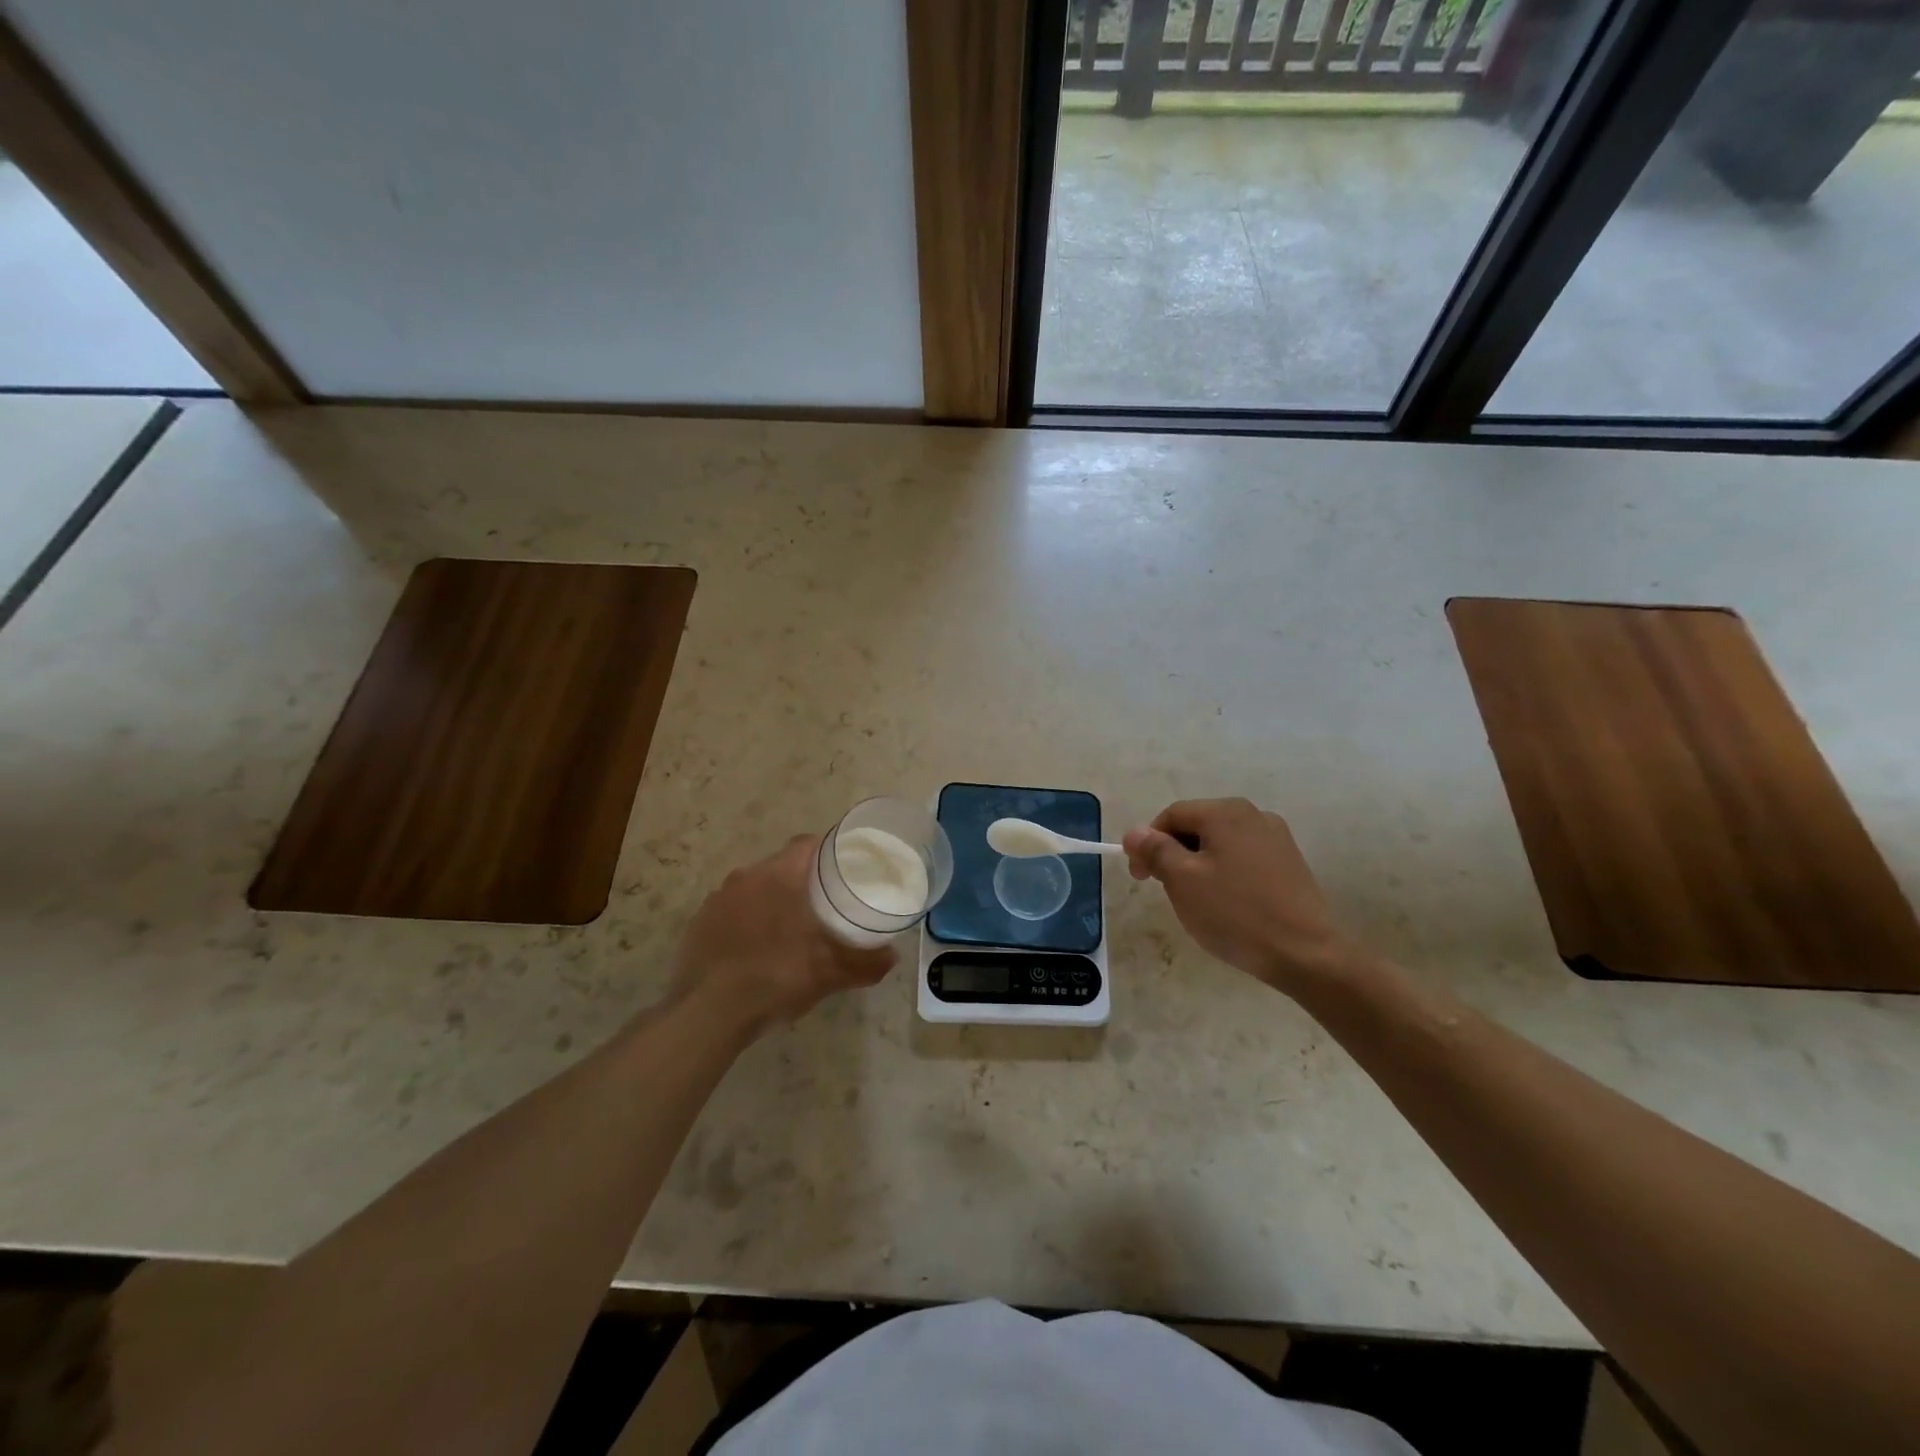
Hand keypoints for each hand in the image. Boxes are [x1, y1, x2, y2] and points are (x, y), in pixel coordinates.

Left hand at [668, 835, 896, 1039]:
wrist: (709, 1013)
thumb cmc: (776, 978)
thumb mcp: (830, 973)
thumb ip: (866, 962)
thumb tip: (893, 957)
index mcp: (779, 876)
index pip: (806, 844)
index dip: (826, 851)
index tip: (842, 869)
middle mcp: (746, 877)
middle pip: (781, 865)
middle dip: (801, 880)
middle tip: (822, 904)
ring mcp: (717, 899)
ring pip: (754, 887)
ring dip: (771, 900)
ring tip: (788, 927)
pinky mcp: (699, 923)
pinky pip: (730, 910)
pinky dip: (745, 920)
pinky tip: (754, 948)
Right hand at [1123, 798, 1360, 992]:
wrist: (1306, 954)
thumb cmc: (1236, 913)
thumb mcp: (1183, 881)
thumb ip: (1156, 850)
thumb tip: (1135, 832)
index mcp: (1225, 812)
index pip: (1171, 816)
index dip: (1148, 843)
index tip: (1140, 878)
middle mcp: (1253, 815)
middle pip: (1197, 826)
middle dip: (1174, 854)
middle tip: (1165, 891)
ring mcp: (1276, 838)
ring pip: (1220, 843)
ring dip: (1199, 865)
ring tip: (1197, 901)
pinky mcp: (1290, 863)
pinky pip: (1243, 858)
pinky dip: (1226, 873)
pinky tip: (1228, 904)